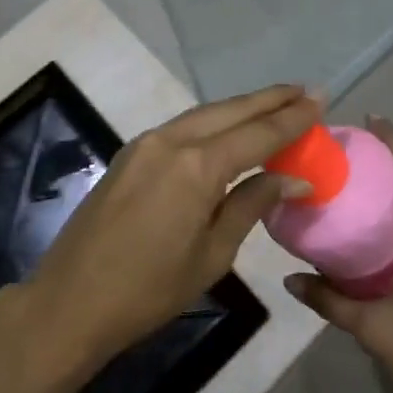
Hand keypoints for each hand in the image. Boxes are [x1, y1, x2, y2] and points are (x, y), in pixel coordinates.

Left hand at [29, 85, 316, 371]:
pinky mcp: (131, 153)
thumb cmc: (149, 290)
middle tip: (305, 91)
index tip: (321, 99)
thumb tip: (292, 177)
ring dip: (241, 108)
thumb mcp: (212, 255)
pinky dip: (213, 122)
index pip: (257, 133)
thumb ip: (251, 205)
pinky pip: (183, 127)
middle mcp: (171, 140)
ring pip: (204, 114)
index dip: (292, 117)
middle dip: (269, 99)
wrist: (71, 301)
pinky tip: (230, 128)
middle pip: (230, 110)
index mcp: (196, 166)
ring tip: (276, 104)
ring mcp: (146, 143)